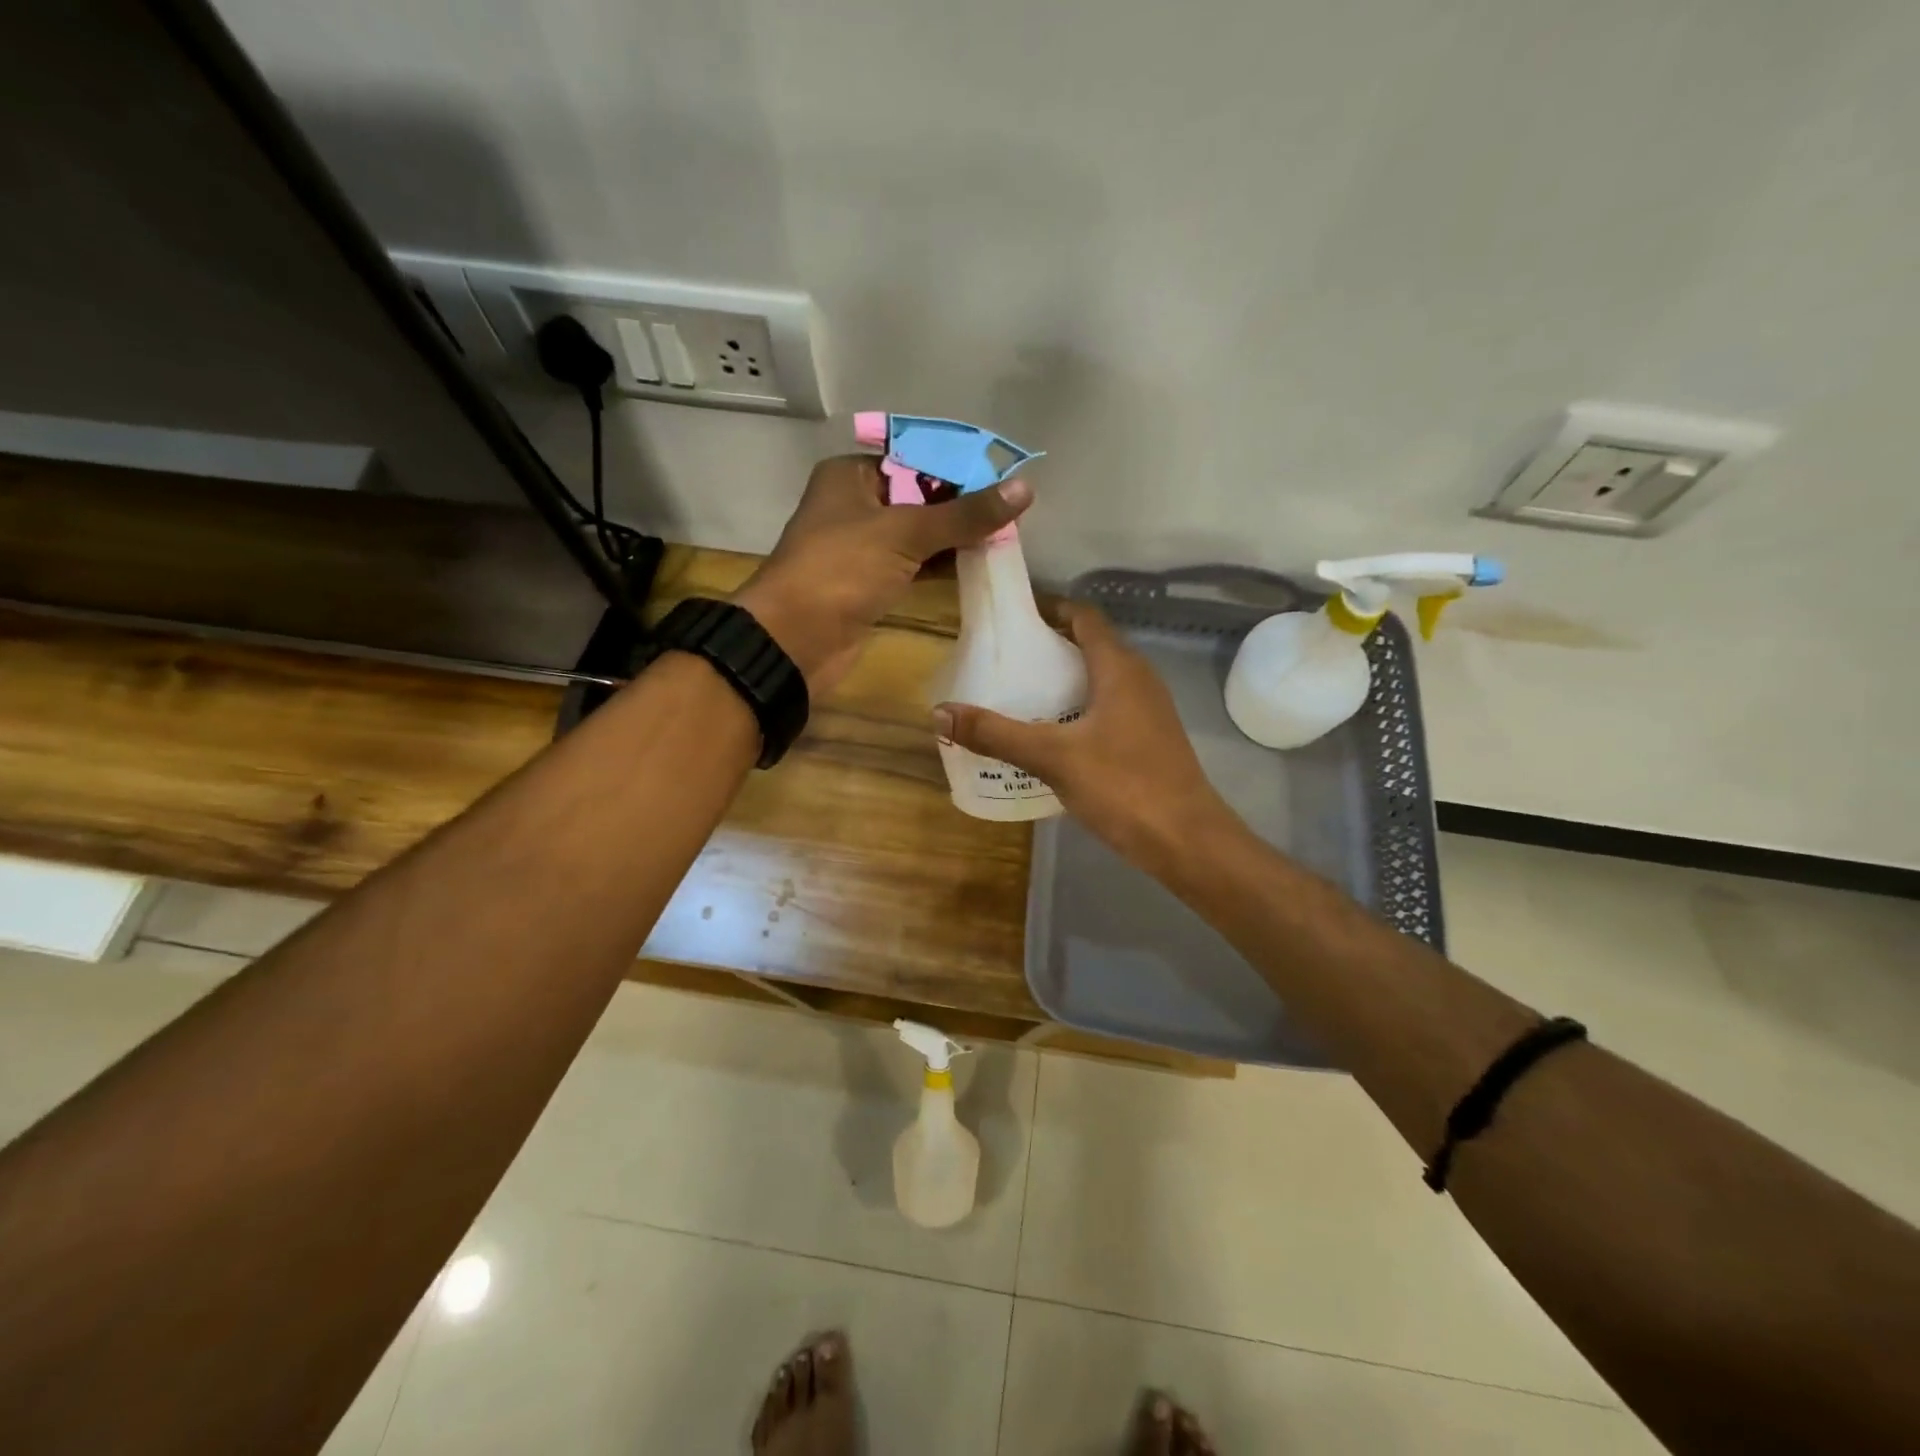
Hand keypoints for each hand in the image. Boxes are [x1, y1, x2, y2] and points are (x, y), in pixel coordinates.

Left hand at [734, 455, 1030, 693]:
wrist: (795, 640)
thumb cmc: (842, 570)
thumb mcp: (905, 533)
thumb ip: (964, 514)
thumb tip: (1024, 488)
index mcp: (851, 475)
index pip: (916, 459)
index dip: (960, 469)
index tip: (1006, 480)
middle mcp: (855, 505)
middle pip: (920, 497)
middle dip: (962, 506)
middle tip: (1012, 514)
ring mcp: (861, 548)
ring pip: (918, 535)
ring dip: (955, 538)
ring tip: (1005, 538)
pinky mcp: (869, 584)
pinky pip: (912, 566)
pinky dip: (941, 565)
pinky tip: (976, 565)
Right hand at [932, 605, 1241, 871]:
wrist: (1187, 841)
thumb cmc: (1123, 786)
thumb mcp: (1053, 757)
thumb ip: (997, 734)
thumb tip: (940, 713)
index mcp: (1119, 668)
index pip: (1083, 616)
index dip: (1049, 609)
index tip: (1010, 618)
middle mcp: (1138, 679)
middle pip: (1089, 646)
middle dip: (1047, 648)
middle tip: (1003, 661)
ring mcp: (1148, 711)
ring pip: (1098, 681)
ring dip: (1062, 682)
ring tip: (1017, 696)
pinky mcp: (1148, 740)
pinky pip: (1106, 709)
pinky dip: (1076, 710)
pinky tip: (1049, 737)